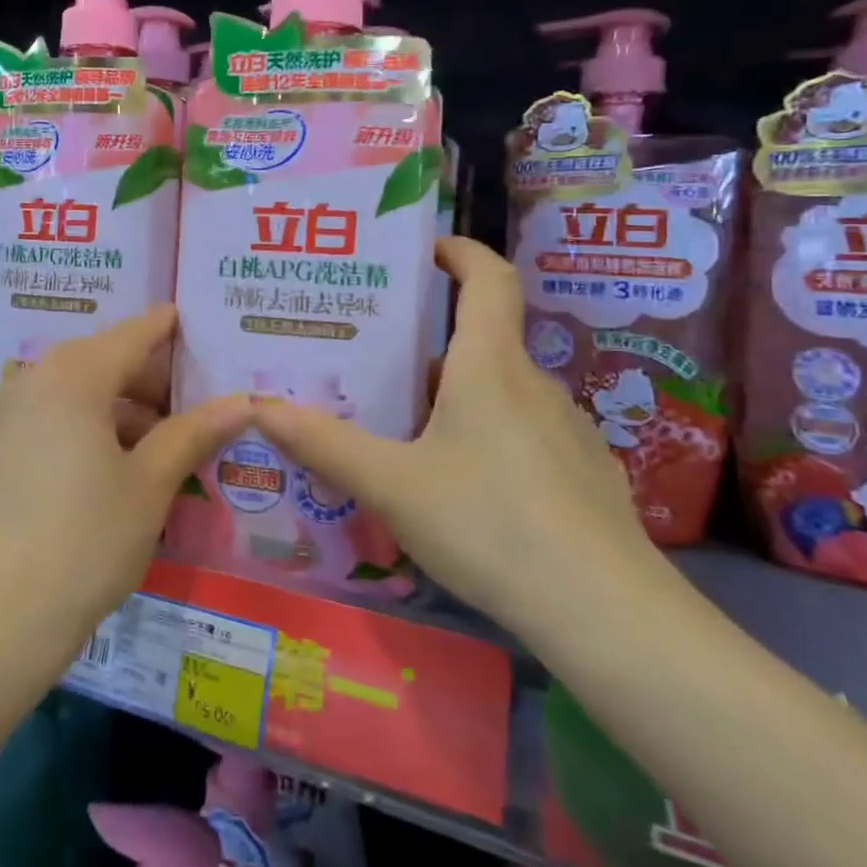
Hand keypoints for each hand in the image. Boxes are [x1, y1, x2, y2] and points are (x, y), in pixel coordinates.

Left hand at [0, 306, 252, 646]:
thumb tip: (243, 402)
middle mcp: (38, 379)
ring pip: (85, 391)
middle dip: (156, 378)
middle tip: (204, 399)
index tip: (206, 327)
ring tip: (176, 439)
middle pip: (108, 360)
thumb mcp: (150, 483)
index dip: (172, 329)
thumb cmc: (86, 538)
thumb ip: (194, 433)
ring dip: (129, 409)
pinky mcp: (5, 448)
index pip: (135, 334)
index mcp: (74, 374)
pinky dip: (98, 427)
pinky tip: (130, 462)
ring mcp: (15, 413)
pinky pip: (62, 417)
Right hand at [251, 238, 664, 642]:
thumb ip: (324, 445)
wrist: (607, 616)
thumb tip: (259, 407)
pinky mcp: (581, 473)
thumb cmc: (491, 526)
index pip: (489, 277)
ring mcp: (566, 430)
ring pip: (498, 391)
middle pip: (481, 339)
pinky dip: (483, 433)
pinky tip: (457, 483)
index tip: (422, 250)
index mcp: (491, 366)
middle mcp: (534, 384)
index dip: (459, 251)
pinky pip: (521, 432)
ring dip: (452, 393)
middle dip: (426, 341)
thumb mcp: (393, 486)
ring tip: (401, 422)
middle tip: (372, 356)